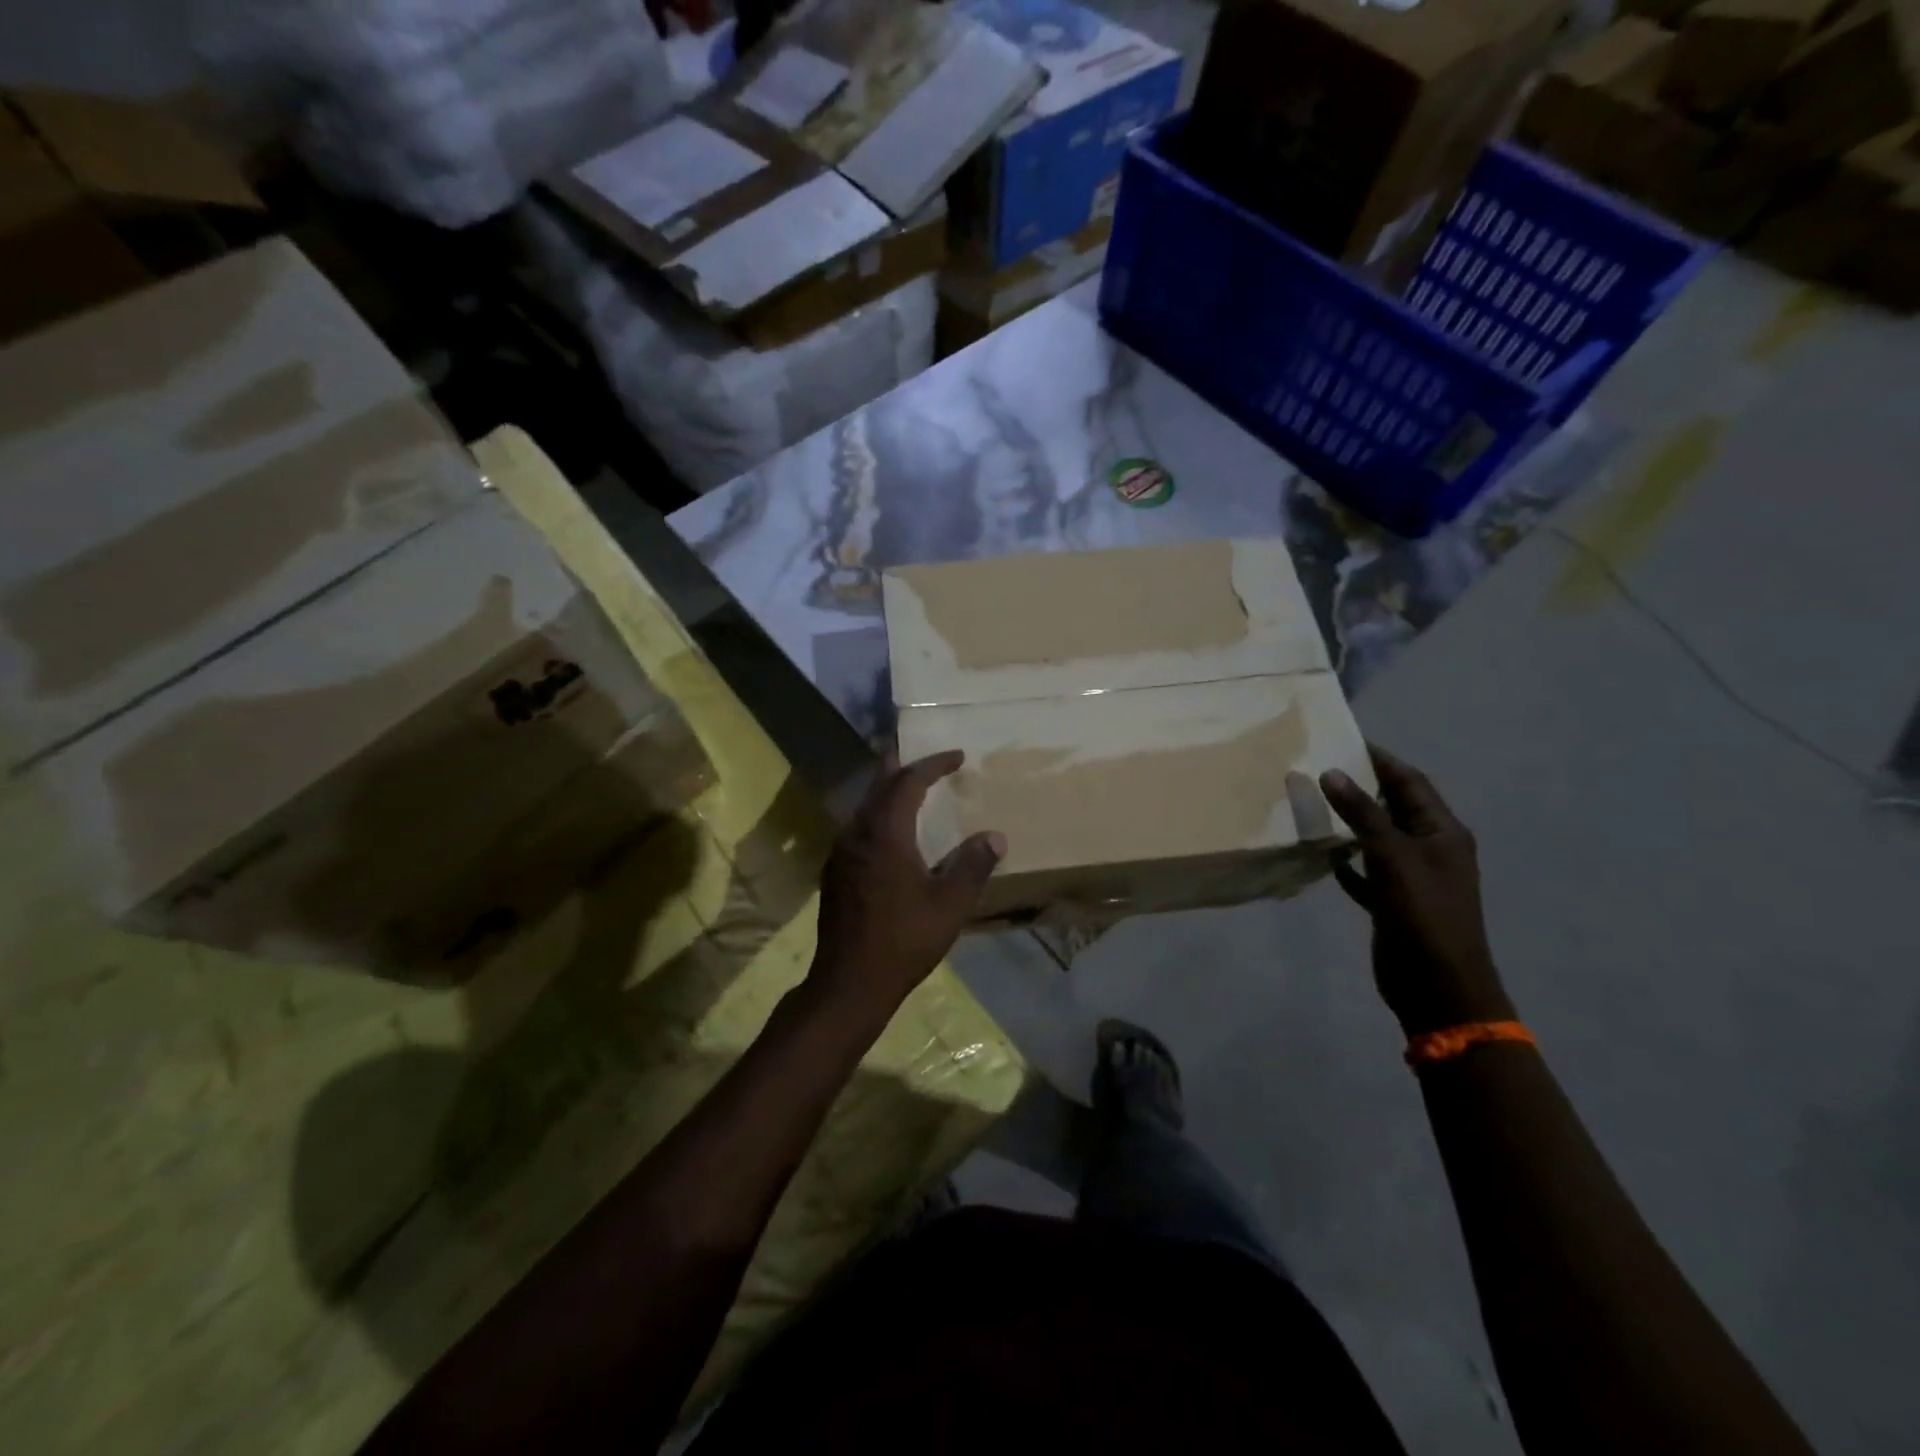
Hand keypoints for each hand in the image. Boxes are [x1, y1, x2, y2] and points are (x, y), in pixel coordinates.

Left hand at [810, 751, 1005, 1025]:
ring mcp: (841, 852)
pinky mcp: (834, 872)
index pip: (909, 781)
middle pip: (880, 785)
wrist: (850, 982)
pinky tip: (889, 833)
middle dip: (903, 766)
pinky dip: (878, 815)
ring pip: (865, 806)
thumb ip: (973, 866)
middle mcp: (858, 833)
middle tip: (926, 758)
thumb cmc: (904, 939)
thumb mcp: (950, 904)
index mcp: (886, 832)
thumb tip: (995, 836)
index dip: (934, 764)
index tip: (958, 756)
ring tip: (910, 788)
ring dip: (888, 791)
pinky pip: (858, 827)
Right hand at [1320, 746, 1514, 1036]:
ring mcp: (1412, 877)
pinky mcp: (1393, 902)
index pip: (1410, 782)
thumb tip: (1332, 772)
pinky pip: (1366, 871)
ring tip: (1312, 803)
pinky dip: (1346, 860)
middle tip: (1318, 768)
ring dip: (1350, 822)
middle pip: (1394, 806)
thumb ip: (1363, 814)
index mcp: (1442, 832)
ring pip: (1377, 837)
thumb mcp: (1393, 857)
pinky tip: (1322, 853)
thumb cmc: (1423, 914)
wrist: (1438, 986)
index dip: (1380, 759)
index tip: (1343, 740)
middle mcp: (1430, 849)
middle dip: (1361, 787)